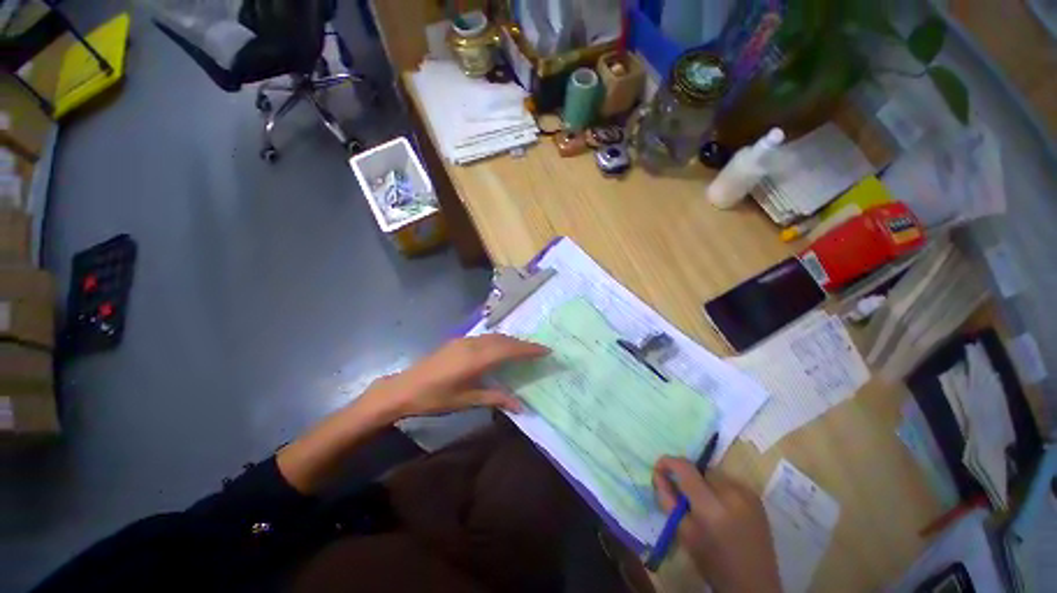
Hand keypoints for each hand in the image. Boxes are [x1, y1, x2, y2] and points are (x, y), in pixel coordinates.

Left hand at [363, 334, 549, 420]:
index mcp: (477, 359)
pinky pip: (485, 337)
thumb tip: (521, 406)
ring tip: (523, 350)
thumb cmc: (435, 398)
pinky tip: (500, 349)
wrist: (403, 388)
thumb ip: (495, 398)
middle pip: (505, 340)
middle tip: (539, 351)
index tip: (547, 351)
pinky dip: (499, 341)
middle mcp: (473, 344)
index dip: (530, 349)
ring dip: (511, 341)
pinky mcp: (458, 341)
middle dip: (523, 344)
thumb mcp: (467, 400)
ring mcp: (465, 340)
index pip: (510, 350)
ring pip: (495, 337)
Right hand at [653, 457, 780, 592]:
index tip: (659, 469)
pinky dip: (719, 489)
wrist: (753, 584)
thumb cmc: (713, 562)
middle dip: (688, 478)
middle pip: (700, 470)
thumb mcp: (684, 534)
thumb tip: (658, 475)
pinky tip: (721, 509)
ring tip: (703, 505)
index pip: (685, 468)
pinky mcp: (757, 498)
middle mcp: (731, 493)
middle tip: (684, 497)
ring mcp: (748, 494)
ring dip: (704, 483)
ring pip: (715, 475)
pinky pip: (730, 483)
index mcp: (711, 506)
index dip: (668, 462)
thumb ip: (668, 500)